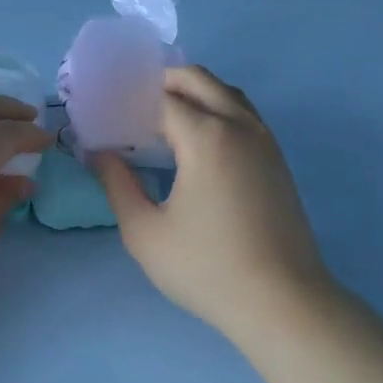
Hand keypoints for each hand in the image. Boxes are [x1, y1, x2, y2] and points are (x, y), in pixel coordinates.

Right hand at [93, 65, 329, 340]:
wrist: (283, 304)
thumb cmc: (207, 268)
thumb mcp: (145, 232)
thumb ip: (116, 185)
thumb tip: (99, 153)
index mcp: (206, 136)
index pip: (161, 98)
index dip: (130, 100)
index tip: (106, 113)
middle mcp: (239, 126)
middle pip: (198, 79)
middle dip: (163, 81)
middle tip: (132, 105)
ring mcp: (264, 141)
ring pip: (226, 92)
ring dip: (194, 92)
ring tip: (163, 117)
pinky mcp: (277, 161)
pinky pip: (243, 114)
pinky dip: (216, 108)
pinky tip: (197, 141)